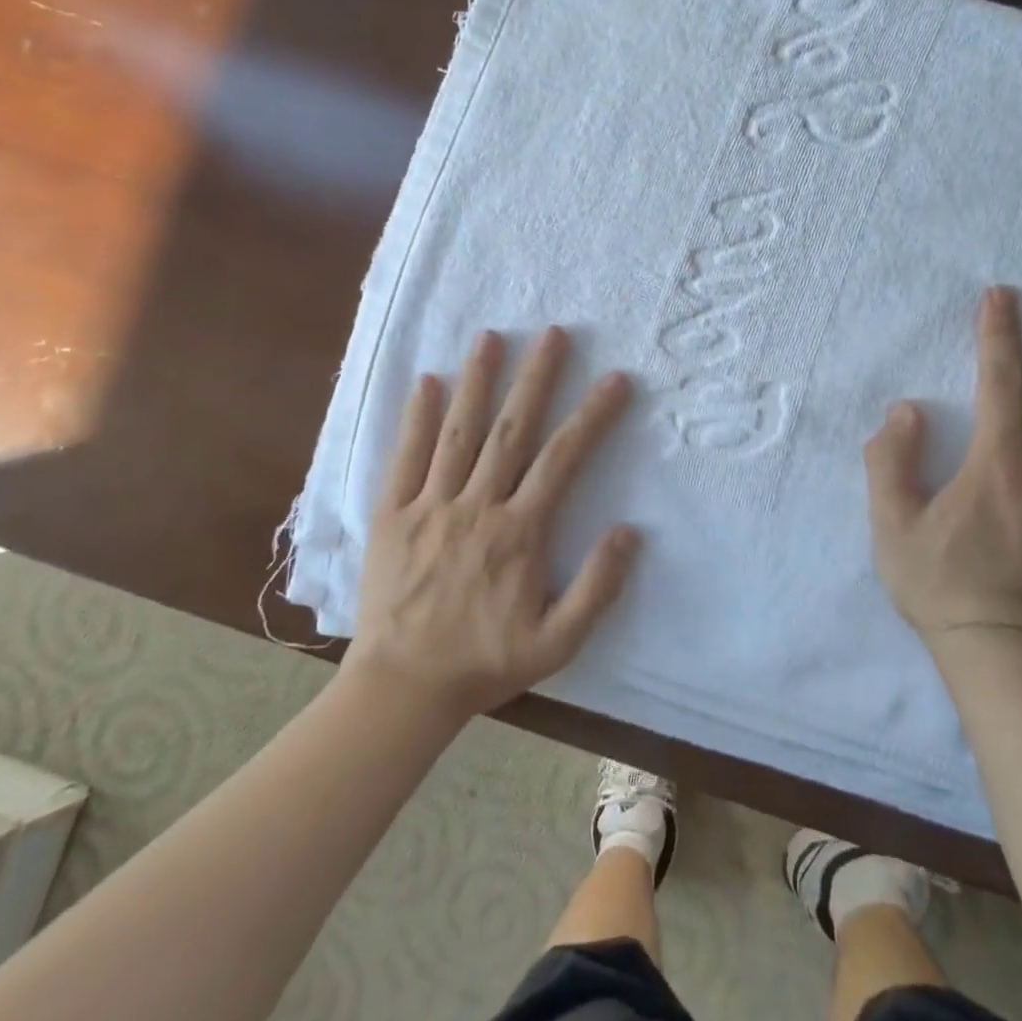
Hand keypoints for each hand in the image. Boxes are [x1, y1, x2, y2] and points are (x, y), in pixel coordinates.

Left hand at [347, 327, 640, 719]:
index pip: (563, 459)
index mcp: (519, 532)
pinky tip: (426, 382)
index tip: (615, 379)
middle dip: (535, 377)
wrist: (403, 688)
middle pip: (511, 429)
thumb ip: (597, 587)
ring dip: (477, 381)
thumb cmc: (484, 663)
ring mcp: (430, 506)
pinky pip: (405, 458)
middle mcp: (477, 506)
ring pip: (458, 432)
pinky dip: (416, 418)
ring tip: (490, 337)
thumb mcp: (558, 642)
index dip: (592, 415)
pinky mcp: (392, 515)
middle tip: (552, 333)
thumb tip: (629, 531)